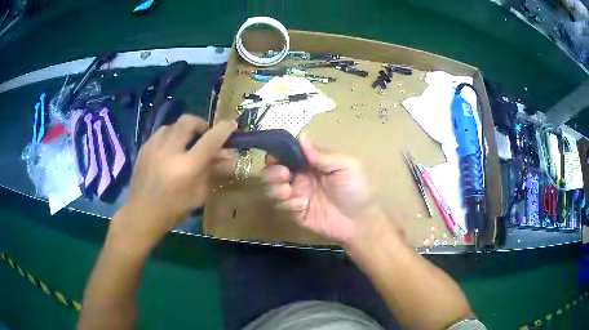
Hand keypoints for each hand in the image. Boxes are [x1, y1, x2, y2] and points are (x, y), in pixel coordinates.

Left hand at [111, 115, 235, 249]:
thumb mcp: (199, 194)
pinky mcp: (144, 147)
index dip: (224, 130)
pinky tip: (171, 148)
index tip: (232, 124)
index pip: (210, 141)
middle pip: (188, 122)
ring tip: (186, 142)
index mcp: (186, 167)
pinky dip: (171, 135)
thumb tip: (229, 155)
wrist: (142, 213)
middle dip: (201, 124)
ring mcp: (154, 147)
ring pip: (174, 124)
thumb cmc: (174, 209)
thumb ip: (213, 171)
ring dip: (184, 129)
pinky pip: (161, 132)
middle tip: (205, 134)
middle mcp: (169, 152)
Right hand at [263, 133, 384, 244]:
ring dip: (275, 188)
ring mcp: (295, 195)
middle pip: (272, 170)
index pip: (286, 152)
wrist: (360, 221)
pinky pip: (280, 206)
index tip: (276, 156)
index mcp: (310, 162)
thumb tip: (302, 135)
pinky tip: (302, 205)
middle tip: (284, 175)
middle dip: (272, 171)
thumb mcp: (345, 166)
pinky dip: (287, 204)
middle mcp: (299, 176)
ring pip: (271, 188)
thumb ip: (321, 155)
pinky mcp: (294, 212)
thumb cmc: (356, 189)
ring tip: (288, 192)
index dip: (278, 152)